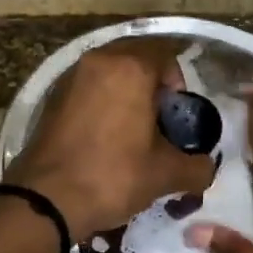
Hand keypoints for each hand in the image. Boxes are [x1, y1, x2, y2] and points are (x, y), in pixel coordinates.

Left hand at [6, 39, 216, 238]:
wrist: (46, 200)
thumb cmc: (113, 176)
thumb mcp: (165, 174)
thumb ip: (197, 167)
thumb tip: (206, 168)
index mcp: (130, 68)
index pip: (164, 52)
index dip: (177, 80)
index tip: (175, 114)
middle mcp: (99, 61)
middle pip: (135, 56)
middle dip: (151, 81)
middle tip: (157, 118)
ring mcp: (70, 77)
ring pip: (108, 70)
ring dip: (124, 89)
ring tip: (131, 128)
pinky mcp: (51, 97)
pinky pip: (86, 87)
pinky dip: (100, 101)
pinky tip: (103, 136)